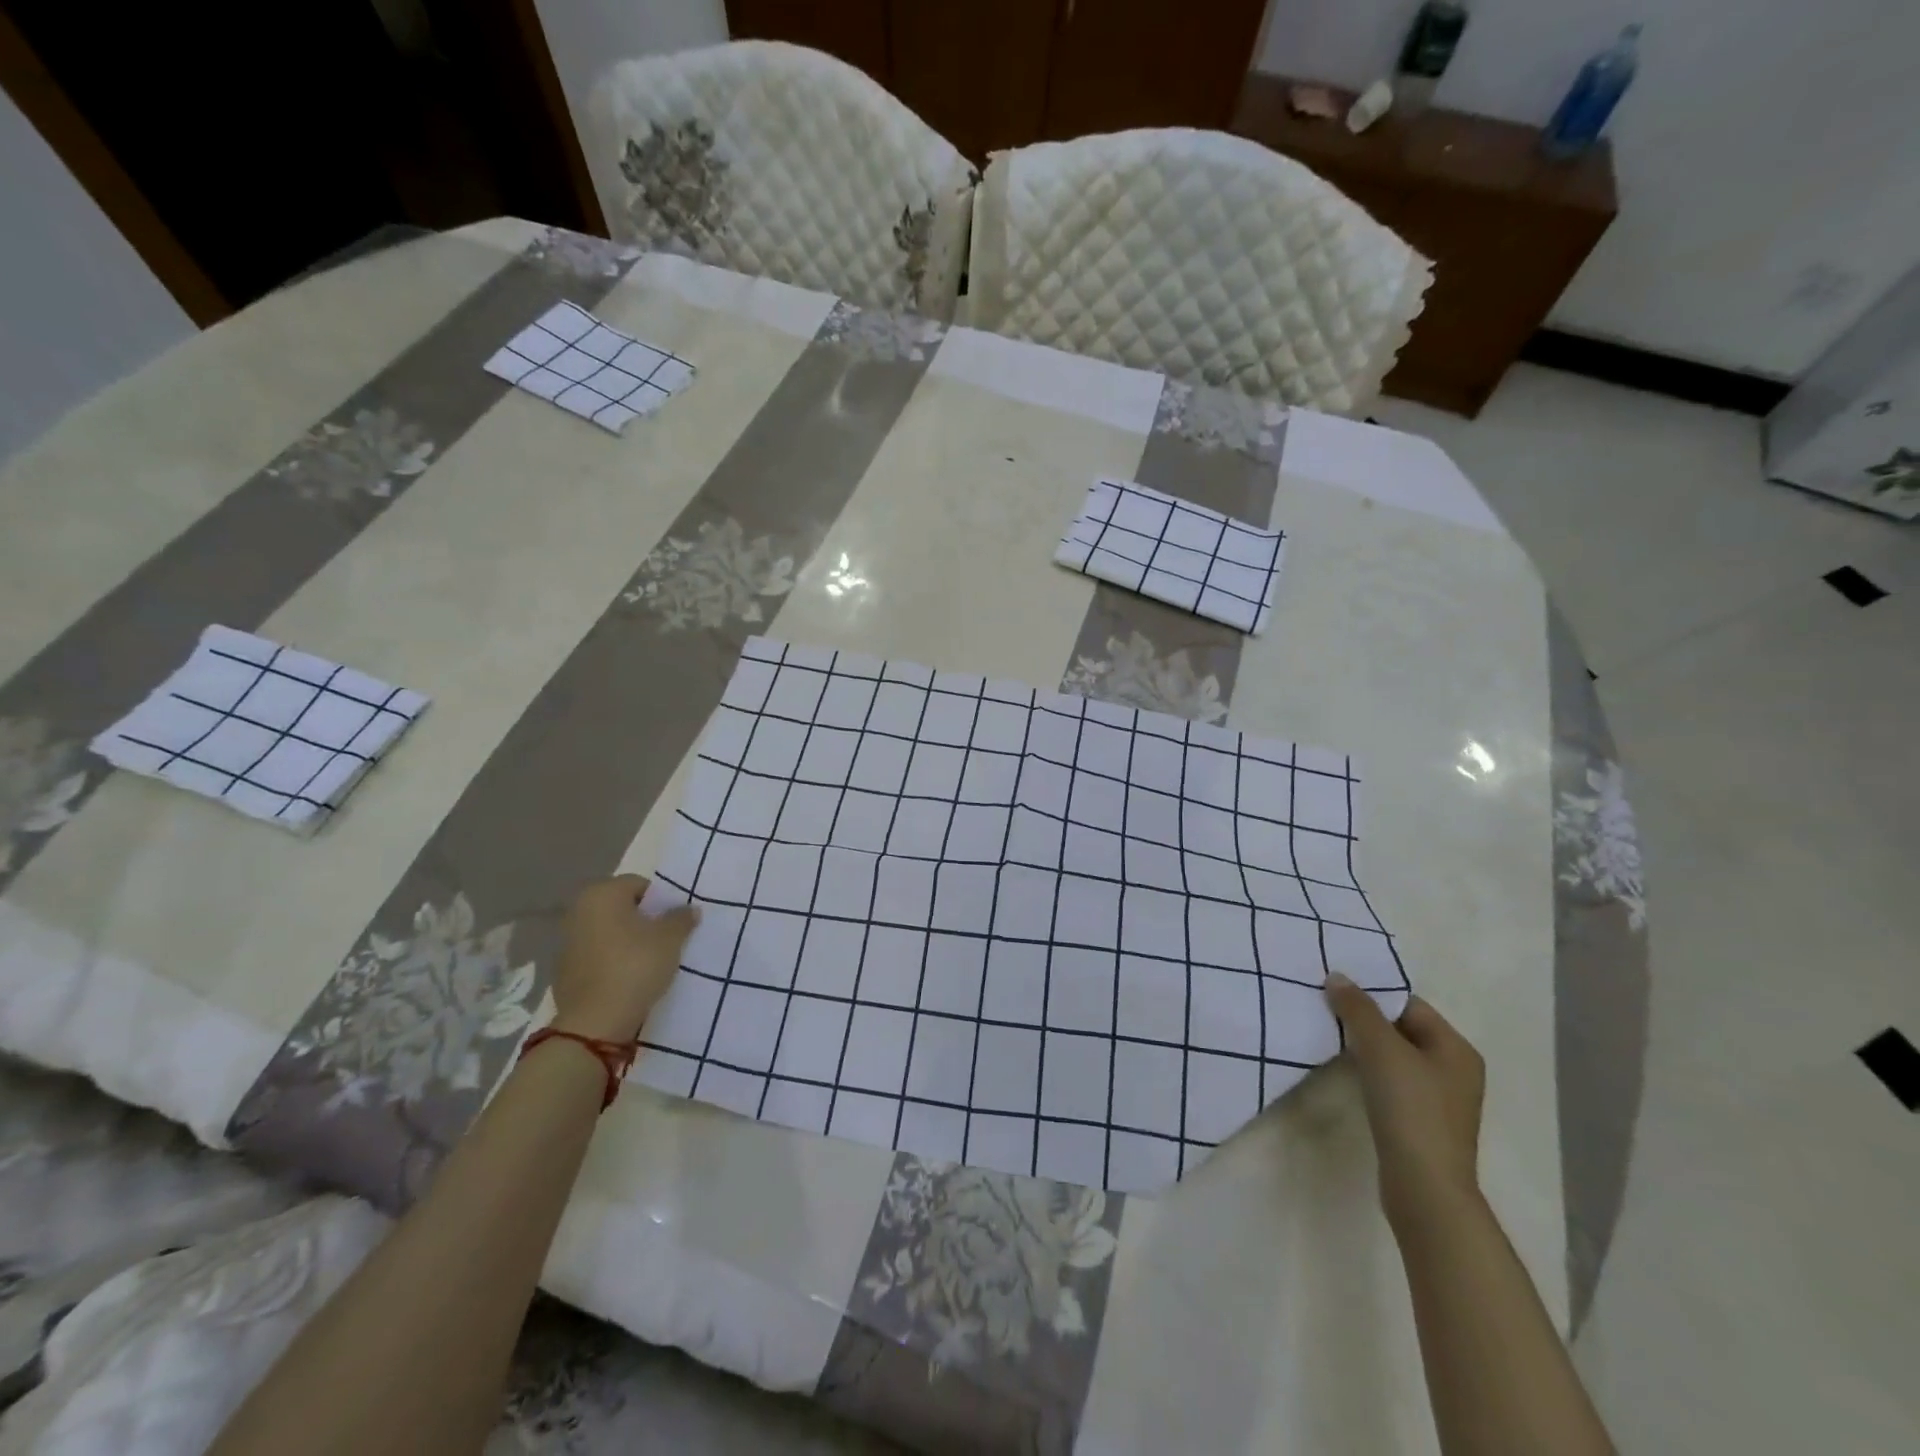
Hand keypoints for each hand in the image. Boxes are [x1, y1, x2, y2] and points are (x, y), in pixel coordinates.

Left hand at [550, 876, 698, 1044]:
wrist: (595, 1022)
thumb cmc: (635, 966)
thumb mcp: (670, 939)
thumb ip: (681, 918)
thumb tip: (689, 909)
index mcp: (602, 894)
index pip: (639, 884)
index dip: (661, 901)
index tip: (675, 921)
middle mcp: (579, 910)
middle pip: (621, 907)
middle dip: (644, 920)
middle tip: (666, 939)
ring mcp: (567, 941)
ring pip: (608, 931)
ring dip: (627, 940)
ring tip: (650, 960)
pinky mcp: (564, 970)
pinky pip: (597, 955)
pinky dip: (612, 960)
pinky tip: (629, 978)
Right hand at [1324, 973, 1484, 1232]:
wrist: (1424, 1186)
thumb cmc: (1410, 1109)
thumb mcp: (1381, 1049)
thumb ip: (1358, 1009)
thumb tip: (1337, 976)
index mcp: (1456, 1048)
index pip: (1409, 1004)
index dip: (1372, 994)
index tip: (1334, 991)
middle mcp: (1454, 1069)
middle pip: (1402, 1029)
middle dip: (1365, 1019)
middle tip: (1325, 1009)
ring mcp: (1440, 1099)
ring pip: (1395, 1057)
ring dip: (1365, 1046)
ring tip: (1329, 1036)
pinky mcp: (1422, 1121)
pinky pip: (1393, 1082)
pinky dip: (1370, 1072)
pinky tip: (1347, 1073)